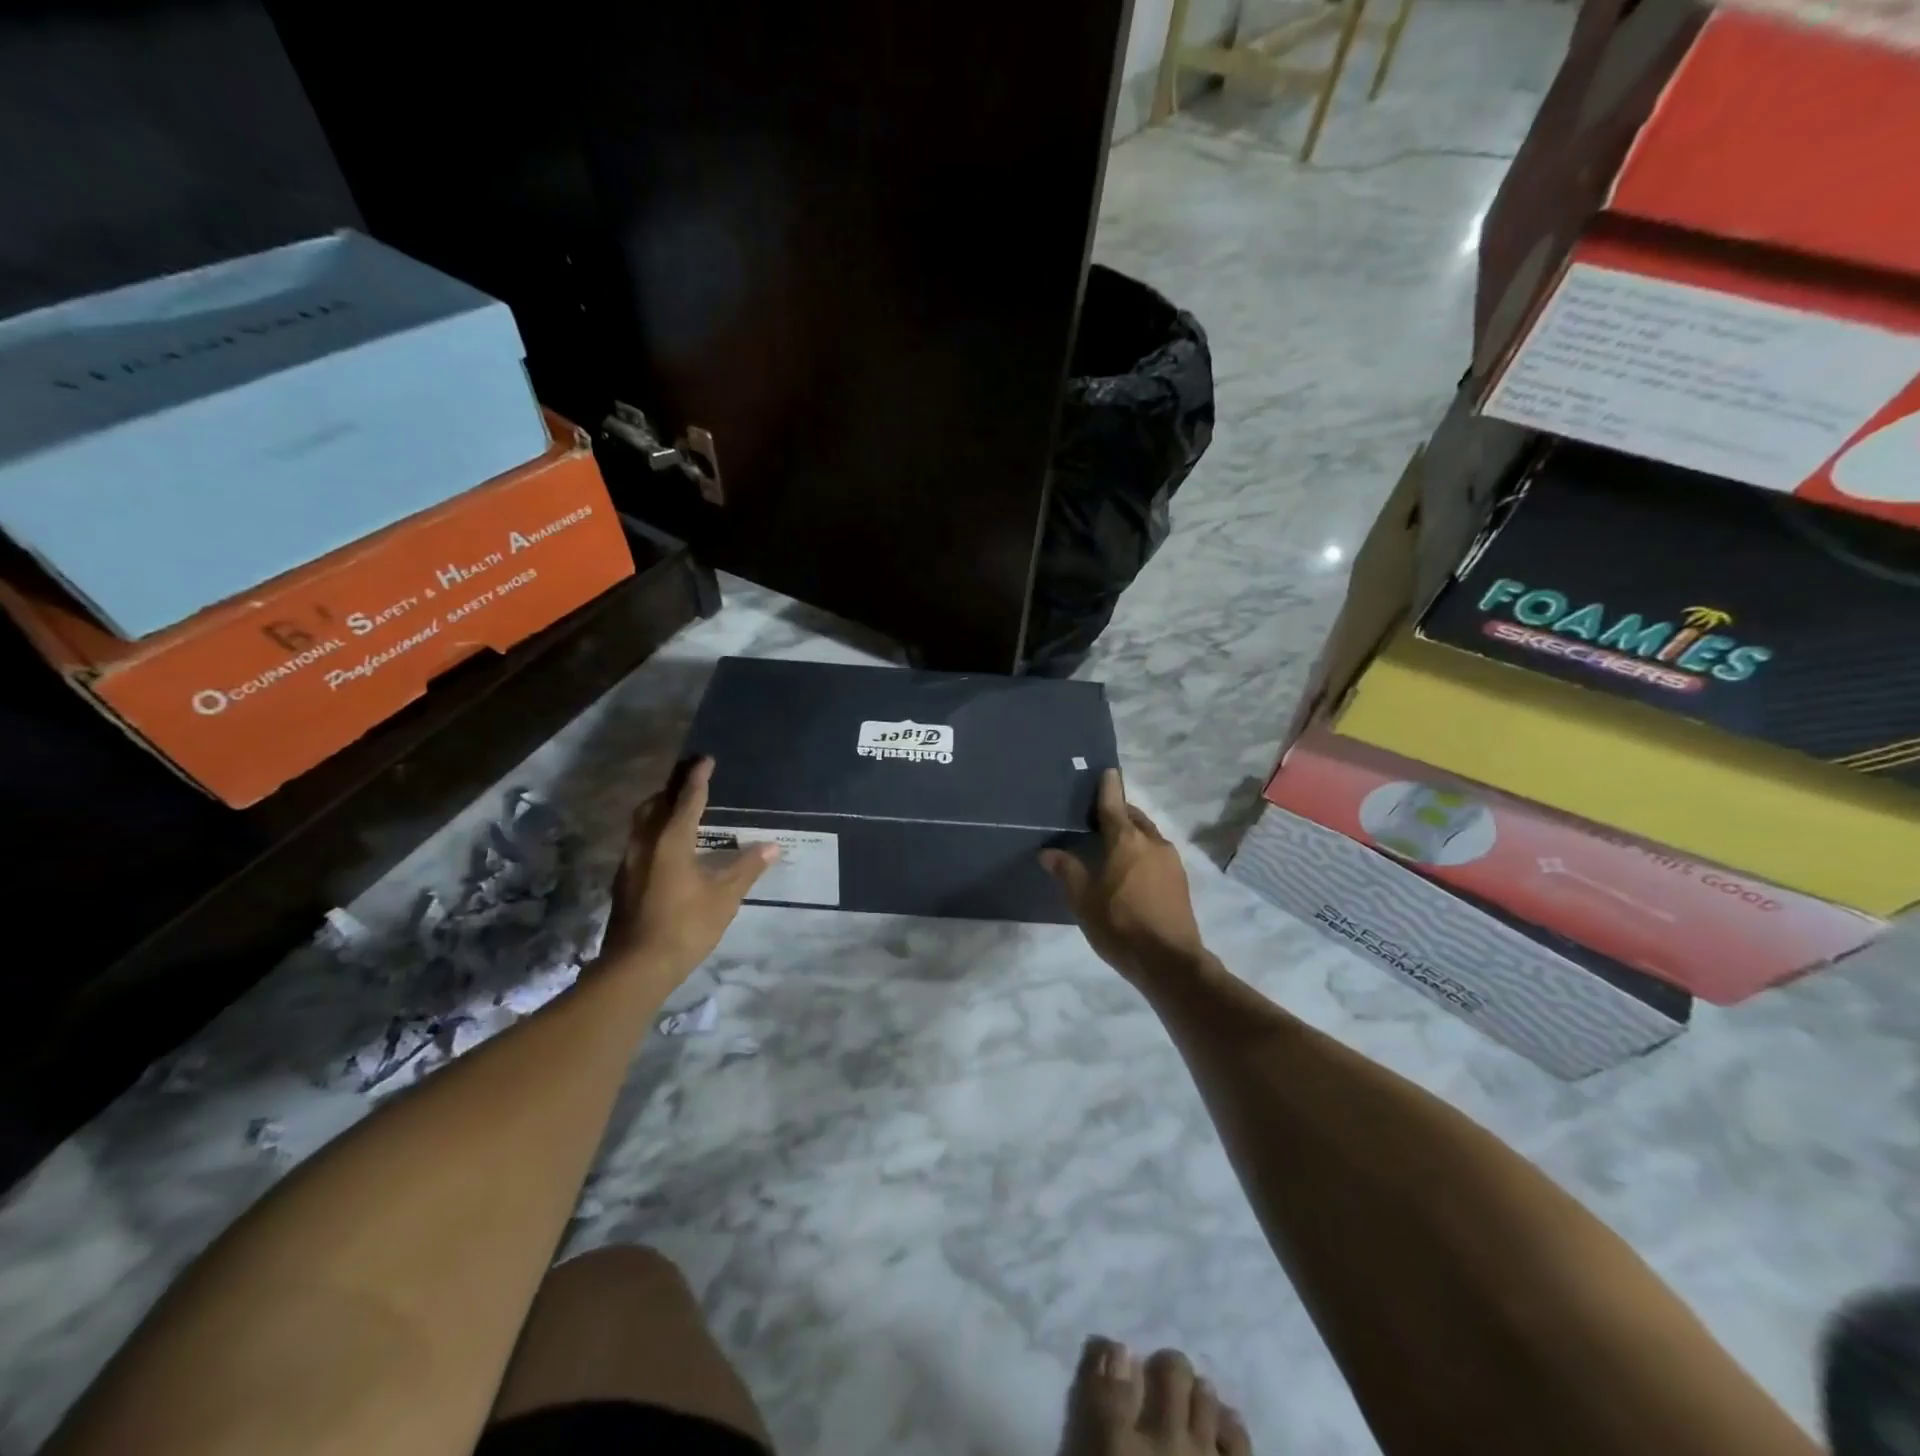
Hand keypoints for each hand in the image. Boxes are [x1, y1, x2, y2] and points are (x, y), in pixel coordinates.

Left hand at [597, 757, 775, 987]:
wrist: (636, 967)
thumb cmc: (685, 927)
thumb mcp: (724, 898)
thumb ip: (747, 868)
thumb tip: (771, 846)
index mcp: (671, 841)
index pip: (688, 800)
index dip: (698, 779)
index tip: (705, 759)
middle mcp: (645, 844)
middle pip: (656, 805)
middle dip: (672, 790)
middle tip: (691, 782)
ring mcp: (629, 863)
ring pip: (642, 824)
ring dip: (659, 810)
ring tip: (678, 811)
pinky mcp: (623, 882)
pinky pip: (639, 842)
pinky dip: (654, 832)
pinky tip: (667, 849)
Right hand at [1041, 769, 1206, 983]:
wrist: (1169, 962)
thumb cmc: (1120, 925)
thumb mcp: (1083, 900)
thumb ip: (1067, 872)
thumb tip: (1048, 852)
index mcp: (1126, 840)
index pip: (1113, 804)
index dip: (1108, 786)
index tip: (1107, 770)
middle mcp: (1152, 842)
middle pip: (1133, 817)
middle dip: (1119, 812)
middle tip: (1099, 816)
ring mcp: (1171, 861)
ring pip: (1148, 835)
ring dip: (1132, 834)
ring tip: (1113, 845)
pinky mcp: (1180, 881)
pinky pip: (1157, 854)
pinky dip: (1142, 852)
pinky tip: (1131, 870)